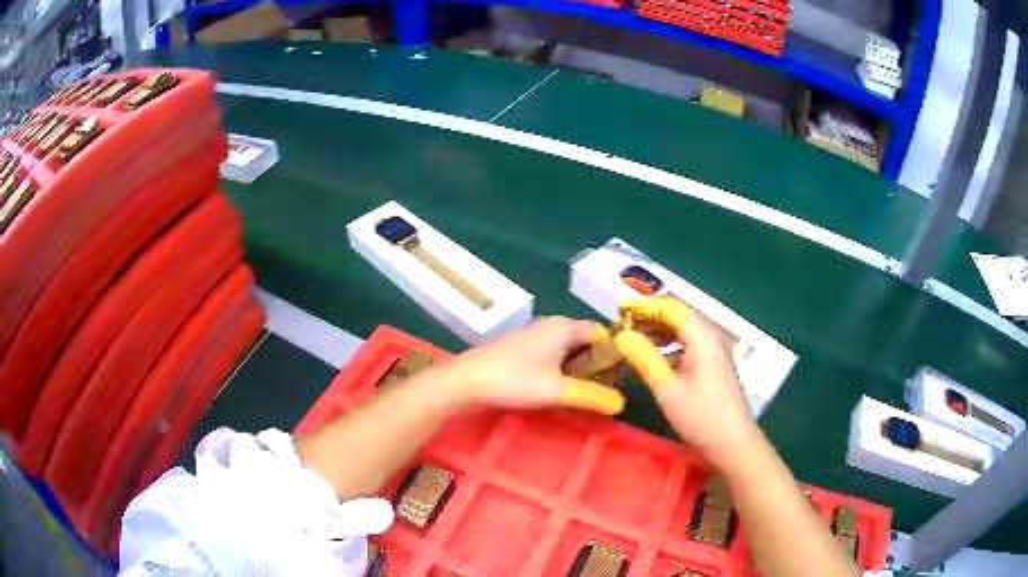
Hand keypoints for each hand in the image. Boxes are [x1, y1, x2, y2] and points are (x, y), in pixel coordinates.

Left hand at [442, 317, 625, 414]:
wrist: (466, 380)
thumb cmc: (514, 379)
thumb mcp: (558, 390)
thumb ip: (592, 396)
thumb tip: (622, 403)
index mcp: (564, 327)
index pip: (601, 333)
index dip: (615, 352)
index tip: (625, 375)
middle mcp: (550, 326)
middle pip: (584, 341)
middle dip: (597, 363)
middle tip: (608, 389)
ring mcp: (533, 337)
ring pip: (566, 350)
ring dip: (578, 369)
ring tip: (588, 393)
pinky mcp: (519, 350)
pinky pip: (550, 356)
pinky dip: (560, 370)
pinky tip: (559, 390)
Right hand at [616, 297, 758, 462]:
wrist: (734, 445)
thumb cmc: (701, 417)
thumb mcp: (667, 389)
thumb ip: (644, 358)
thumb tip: (621, 336)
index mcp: (703, 338)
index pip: (672, 308)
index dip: (645, 306)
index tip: (620, 310)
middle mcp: (712, 338)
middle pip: (680, 317)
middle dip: (651, 318)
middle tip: (623, 326)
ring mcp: (716, 353)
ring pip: (685, 332)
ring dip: (660, 333)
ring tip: (635, 341)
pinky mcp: (715, 368)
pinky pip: (690, 347)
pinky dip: (671, 347)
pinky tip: (656, 361)